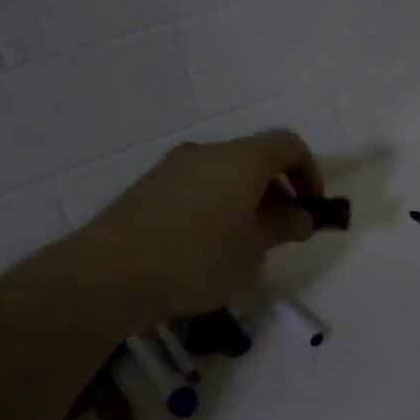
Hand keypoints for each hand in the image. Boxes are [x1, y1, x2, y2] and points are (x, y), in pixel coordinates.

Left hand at [66, 130, 322, 331]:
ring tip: (243, 246)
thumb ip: (283, 228)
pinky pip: (197, 186)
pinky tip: (205, 247)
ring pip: (224, 174)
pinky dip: (216, 204)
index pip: (288, 145)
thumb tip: (302, 217)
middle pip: (255, 158)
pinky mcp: (149, 186)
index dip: (309, 172)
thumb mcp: (252, 251)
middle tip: (280, 233)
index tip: (310, 208)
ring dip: (246, 200)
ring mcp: (173, 166)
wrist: (108, 274)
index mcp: (240, 160)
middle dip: (277, 191)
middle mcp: (207, 151)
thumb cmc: (196, 261)